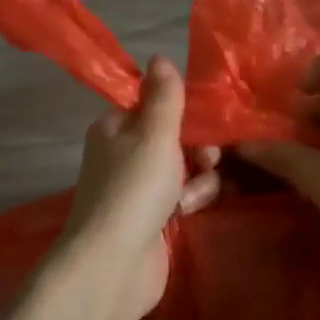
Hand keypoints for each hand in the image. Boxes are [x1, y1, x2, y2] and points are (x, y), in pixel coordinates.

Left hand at [52, 55, 220, 319]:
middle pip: (175, 139)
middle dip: (197, 150)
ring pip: (184, 170)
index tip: (203, 124)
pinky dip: (190, 203)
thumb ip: (164, 96)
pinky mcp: (152, 220)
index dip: (183, 114)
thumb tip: (159, 56)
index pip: (155, 107)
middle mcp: (123, 155)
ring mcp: (137, 190)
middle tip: (204, 162)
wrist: (115, 264)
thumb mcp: (154, 133)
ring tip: (189, 199)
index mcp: (115, 128)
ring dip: (197, 180)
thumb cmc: (134, 188)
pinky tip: (187, 214)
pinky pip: (183, 199)